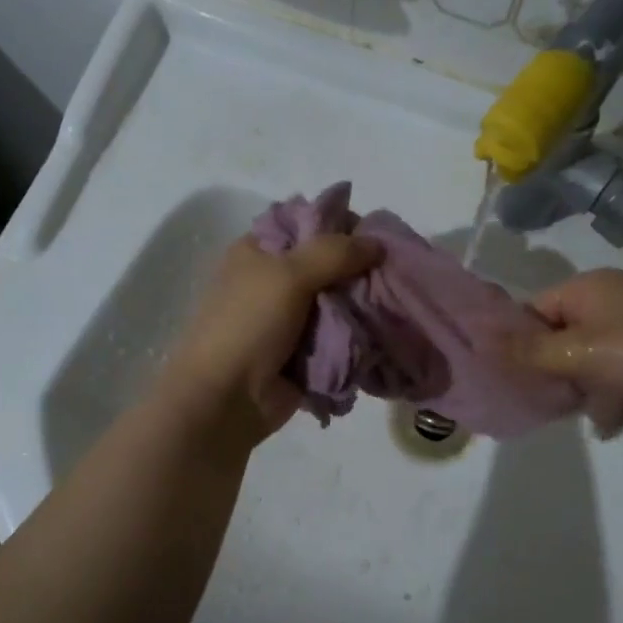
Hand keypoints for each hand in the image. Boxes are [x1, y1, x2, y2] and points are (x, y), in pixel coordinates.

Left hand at [157, 233, 381, 445]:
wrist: (226, 398)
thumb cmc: (248, 325)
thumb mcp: (287, 275)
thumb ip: (334, 253)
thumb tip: (378, 243)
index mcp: (260, 251)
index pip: (309, 224)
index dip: (344, 227)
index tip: (379, 238)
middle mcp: (274, 280)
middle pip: (329, 264)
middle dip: (362, 271)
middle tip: (395, 275)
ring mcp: (290, 319)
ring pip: (338, 302)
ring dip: (364, 306)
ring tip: (397, 306)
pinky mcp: (303, 352)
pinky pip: (340, 337)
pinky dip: (358, 337)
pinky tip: (385, 334)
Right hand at [517, 269, 622, 431]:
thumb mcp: (579, 351)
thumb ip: (528, 351)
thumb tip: (482, 342)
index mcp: (589, 288)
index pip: (533, 310)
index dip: (516, 341)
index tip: (505, 375)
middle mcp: (609, 302)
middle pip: (559, 337)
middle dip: (551, 371)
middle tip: (540, 400)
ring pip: (586, 361)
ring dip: (582, 390)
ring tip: (588, 413)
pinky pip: (615, 376)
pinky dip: (611, 397)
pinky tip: (614, 422)